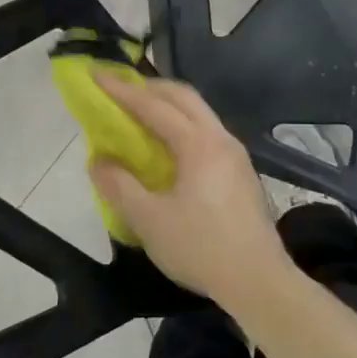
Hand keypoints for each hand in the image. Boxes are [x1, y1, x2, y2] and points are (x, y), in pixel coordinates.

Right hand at [88, 74, 293, 306]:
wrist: (259, 282)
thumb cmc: (201, 248)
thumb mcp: (149, 220)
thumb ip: (119, 186)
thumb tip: (98, 160)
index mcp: (198, 145)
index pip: (154, 106)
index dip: (122, 90)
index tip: (97, 75)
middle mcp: (221, 139)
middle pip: (184, 97)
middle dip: (150, 88)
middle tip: (119, 89)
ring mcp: (236, 155)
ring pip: (199, 114)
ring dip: (168, 106)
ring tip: (139, 114)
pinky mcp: (241, 173)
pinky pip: (206, 133)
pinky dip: (181, 126)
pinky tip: (167, 147)